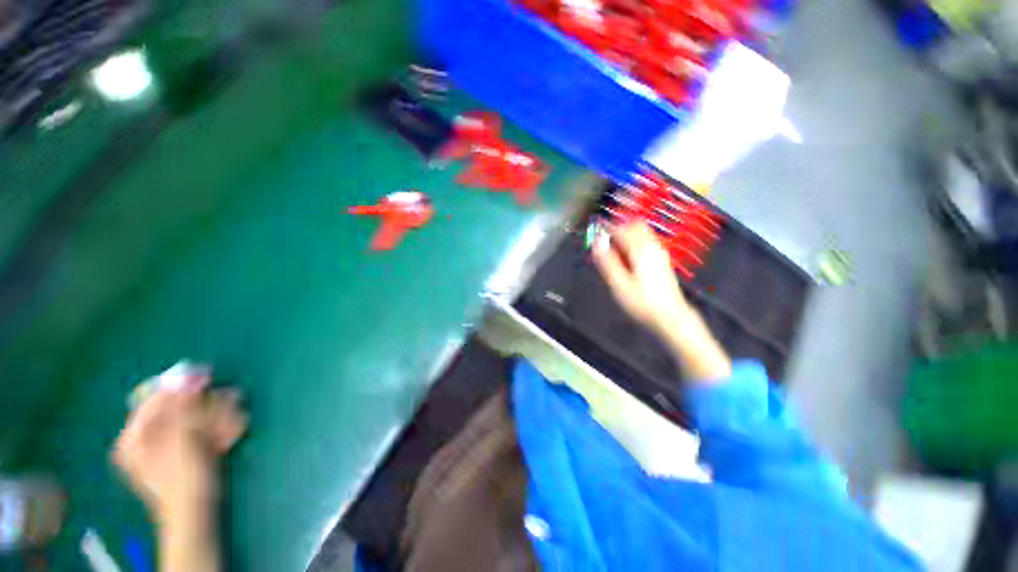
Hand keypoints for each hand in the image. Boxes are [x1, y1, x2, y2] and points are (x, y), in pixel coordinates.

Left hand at [112, 369, 247, 528]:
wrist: (195, 516)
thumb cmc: (184, 480)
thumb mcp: (183, 441)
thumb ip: (184, 408)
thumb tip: (190, 376)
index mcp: (135, 436)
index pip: (156, 398)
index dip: (181, 386)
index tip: (208, 377)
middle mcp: (146, 438)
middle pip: (178, 409)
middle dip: (208, 406)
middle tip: (231, 402)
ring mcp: (166, 446)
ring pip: (194, 420)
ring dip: (219, 418)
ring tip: (234, 423)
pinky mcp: (184, 453)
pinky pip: (201, 433)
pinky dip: (217, 430)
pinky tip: (230, 435)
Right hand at [592, 221, 730, 381]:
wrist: (670, 316)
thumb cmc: (642, 302)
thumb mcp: (619, 284)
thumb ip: (607, 262)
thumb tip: (596, 242)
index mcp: (640, 250)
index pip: (622, 229)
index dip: (607, 227)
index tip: (595, 230)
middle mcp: (652, 247)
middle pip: (635, 225)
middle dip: (619, 227)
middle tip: (605, 238)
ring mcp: (659, 252)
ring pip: (642, 232)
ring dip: (627, 234)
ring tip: (614, 248)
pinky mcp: (662, 260)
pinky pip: (647, 241)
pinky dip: (634, 242)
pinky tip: (628, 257)